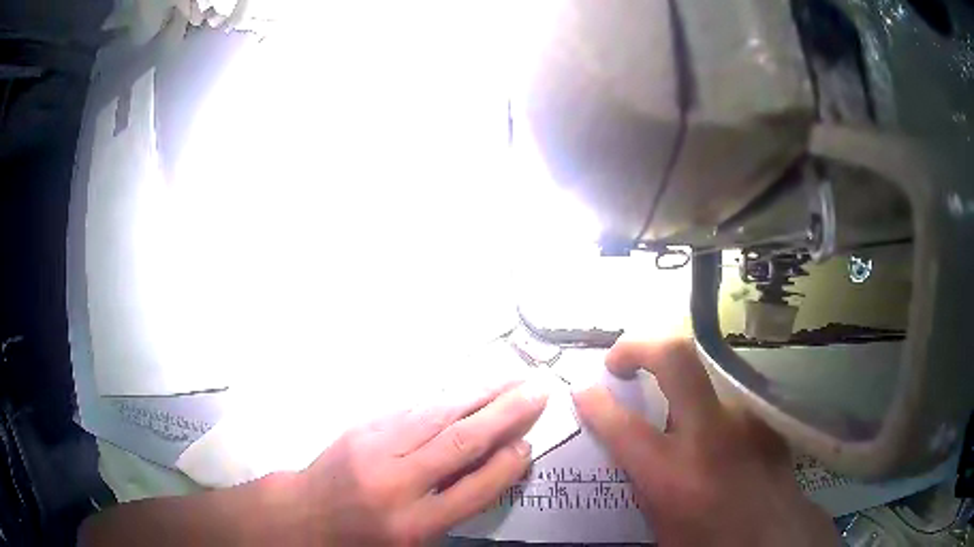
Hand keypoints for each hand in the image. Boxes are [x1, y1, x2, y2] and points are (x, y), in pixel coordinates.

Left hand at [291, 380, 547, 545]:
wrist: (305, 515)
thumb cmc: (364, 537)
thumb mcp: (413, 540)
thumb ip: (454, 506)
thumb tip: (495, 463)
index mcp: (412, 525)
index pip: (473, 490)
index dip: (506, 466)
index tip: (528, 445)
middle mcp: (394, 484)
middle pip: (458, 443)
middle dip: (504, 414)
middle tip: (537, 391)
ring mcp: (373, 449)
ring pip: (436, 414)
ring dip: (479, 394)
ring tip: (511, 379)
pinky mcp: (360, 427)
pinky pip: (410, 407)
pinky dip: (444, 396)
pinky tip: (465, 388)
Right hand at [573, 339, 837, 545]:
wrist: (775, 536)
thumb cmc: (710, 540)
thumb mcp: (661, 522)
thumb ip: (644, 478)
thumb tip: (629, 444)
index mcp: (674, 476)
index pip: (622, 425)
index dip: (594, 401)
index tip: (582, 390)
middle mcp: (711, 435)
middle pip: (676, 358)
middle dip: (638, 347)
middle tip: (620, 360)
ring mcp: (745, 416)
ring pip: (706, 367)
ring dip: (678, 375)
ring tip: (671, 399)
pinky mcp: (764, 413)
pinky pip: (727, 391)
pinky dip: (708, 397)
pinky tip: (711, 422)